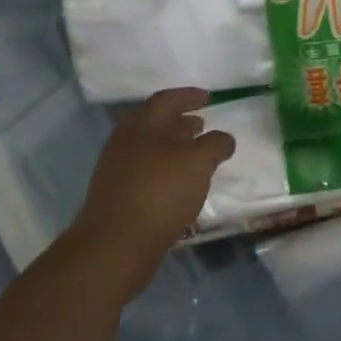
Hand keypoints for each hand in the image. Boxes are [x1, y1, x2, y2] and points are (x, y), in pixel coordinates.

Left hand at [70, 88, 235, 297]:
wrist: (116, 244)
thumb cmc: (160, 192)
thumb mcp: (197, 162)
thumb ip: (215, 145)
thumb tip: (223, 138)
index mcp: (140, 126)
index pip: (166, 100)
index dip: (188, 96)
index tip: (208, 98)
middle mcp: (124, 143)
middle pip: (154, 125)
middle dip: (179, 124)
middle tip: (201, 125)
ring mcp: (117, 172)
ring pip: (150, 151)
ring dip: (174, 150)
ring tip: (196, 158)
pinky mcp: (117, 198)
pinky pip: (146, 175)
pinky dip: (166, 173)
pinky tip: (181, 187)